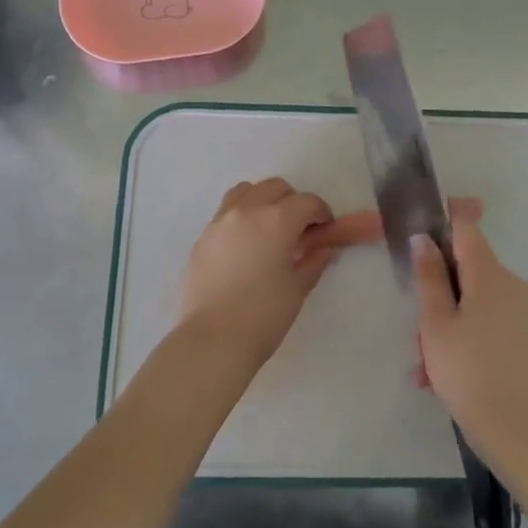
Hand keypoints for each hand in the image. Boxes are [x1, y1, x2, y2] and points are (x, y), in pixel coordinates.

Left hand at [175, 177, 334, 376]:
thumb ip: (313, 262)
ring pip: (245, 192)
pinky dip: (241, 218)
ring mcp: (219, 222)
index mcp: (275, 220)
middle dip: (292, 202)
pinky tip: (245, 247)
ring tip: (269, 229)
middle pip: (274, 187)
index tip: (325, 229)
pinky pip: (225, 214)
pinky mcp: (202, 238)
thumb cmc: (263, 315)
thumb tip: (324, 249)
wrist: (212, 340)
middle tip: (299, 230)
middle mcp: (246, 211)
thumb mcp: (297, 289)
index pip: (306, 202)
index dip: (321, 213)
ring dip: (262, 201)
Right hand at [413, 220, 527, 471]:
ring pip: (468, 301)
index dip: (443, 218)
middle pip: (464, 268)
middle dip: (434, 291)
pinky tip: (435, 377)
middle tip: (414, 326)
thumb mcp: (436, 323)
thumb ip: (429, 276)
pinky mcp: (518, 338)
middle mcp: (509, 285)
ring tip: (422, 364)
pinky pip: (480, 324)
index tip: (416, 225)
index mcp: (490, 274)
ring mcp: (517, 313)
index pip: (466, 227)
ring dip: (441, 323)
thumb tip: (424, 237)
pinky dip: (457, 340)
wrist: (519, 433)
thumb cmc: (470, 371)